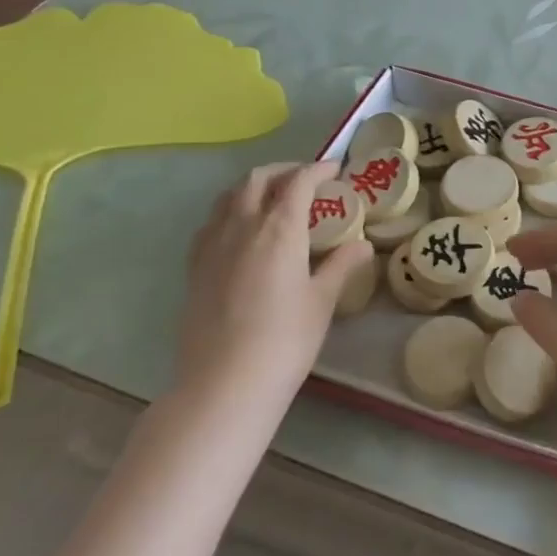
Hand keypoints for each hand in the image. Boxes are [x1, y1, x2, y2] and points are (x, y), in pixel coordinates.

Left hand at [175, 161, 371, 424]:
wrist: (224, 385)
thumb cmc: (285, 341)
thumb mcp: (322, 301)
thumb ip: (340, 265)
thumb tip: (362, 245)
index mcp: (278, 229)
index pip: (298, 182)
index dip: (318, 169)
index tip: (336, 169)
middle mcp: (241, 227)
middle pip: (257, 180)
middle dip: (284, 171)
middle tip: (307, 180)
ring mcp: (211, 246)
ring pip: (229, 197)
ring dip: (254, 187)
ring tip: (275, 199)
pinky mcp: (194, 268)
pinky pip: (212, 222)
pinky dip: (231, 211)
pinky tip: (243, 231)